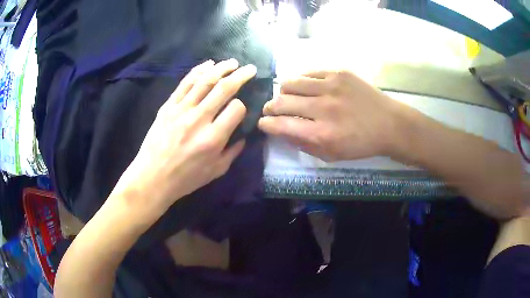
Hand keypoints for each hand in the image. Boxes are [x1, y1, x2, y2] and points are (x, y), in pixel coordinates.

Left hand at [114, 59, 256, 215]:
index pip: (236, 109)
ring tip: (232, 62)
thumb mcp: (216, 171)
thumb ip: (233, 152)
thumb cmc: (185, 179)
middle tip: (250, 68)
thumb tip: (243, 136)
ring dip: (221, 68)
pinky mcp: (168, 106)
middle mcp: (199, 119)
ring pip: (205, 81)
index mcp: (213, 138)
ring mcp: (181, 109)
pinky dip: (198, 71)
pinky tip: (208, 64)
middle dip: (241, 75)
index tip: (240, 110)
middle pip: (224, 88)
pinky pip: (185, 83)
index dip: (243, 106)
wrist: (152, 177)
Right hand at [259, 69, 408, 161]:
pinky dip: (301, 81)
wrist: (389, 124)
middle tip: (272, 110)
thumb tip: (281, 131)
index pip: (280, 125)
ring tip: (289, 97)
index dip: (266, 124)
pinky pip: (308, 72)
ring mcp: (331, 86)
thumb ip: (303, 144)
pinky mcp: (339, 73)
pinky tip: (307, 87)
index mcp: (321, 134)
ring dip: (284, 92)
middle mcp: (323, 108)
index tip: (263, 123)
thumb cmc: (361, 144)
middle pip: (280, 102)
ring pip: (290, 83)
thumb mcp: (331, 155)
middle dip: (269, 107)